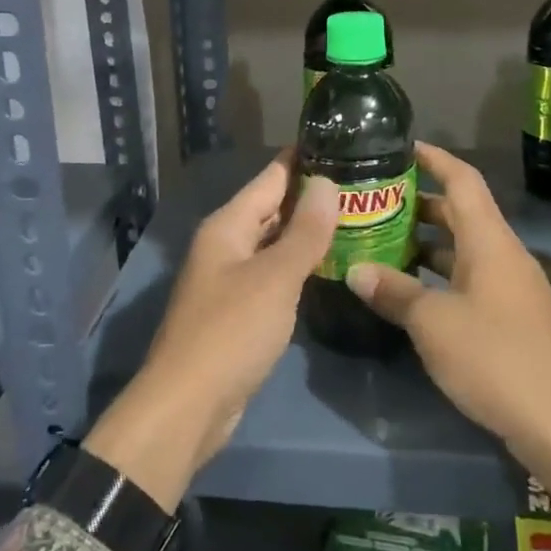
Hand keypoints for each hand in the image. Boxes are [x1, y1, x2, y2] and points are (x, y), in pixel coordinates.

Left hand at [87, 155, 338, 510]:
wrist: (188, 406)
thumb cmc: (231, 332)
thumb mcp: (275, 278)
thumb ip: (304, 232)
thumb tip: (327, 183)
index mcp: (228, 226)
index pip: (271, 178)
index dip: (303, 160)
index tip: (343, 143)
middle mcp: (226, 244)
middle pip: (271, 208)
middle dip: (311, 196)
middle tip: (362, 184)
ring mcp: (230, 278)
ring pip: (274, 242)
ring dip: (307, 232)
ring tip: (355, 217)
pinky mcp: (238, 310)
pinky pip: (273, 274)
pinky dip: (298, 265)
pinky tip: (329, 265)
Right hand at [343, 143, 550, 474]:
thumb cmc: (496, 358)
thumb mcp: (434, 323)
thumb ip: (394, 291)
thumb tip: (355, 270)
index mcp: (489, 241)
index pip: (462, 179)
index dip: (433, 158)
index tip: (400, 146)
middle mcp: (502, 255)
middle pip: (460, 212)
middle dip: (419, 201)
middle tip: (375, 199)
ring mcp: (510, 287)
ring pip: (463, 247)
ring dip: (426, 241)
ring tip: (381, 240)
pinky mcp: (511, 318)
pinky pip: (469, 278)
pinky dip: (438, 274)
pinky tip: (410, 290)